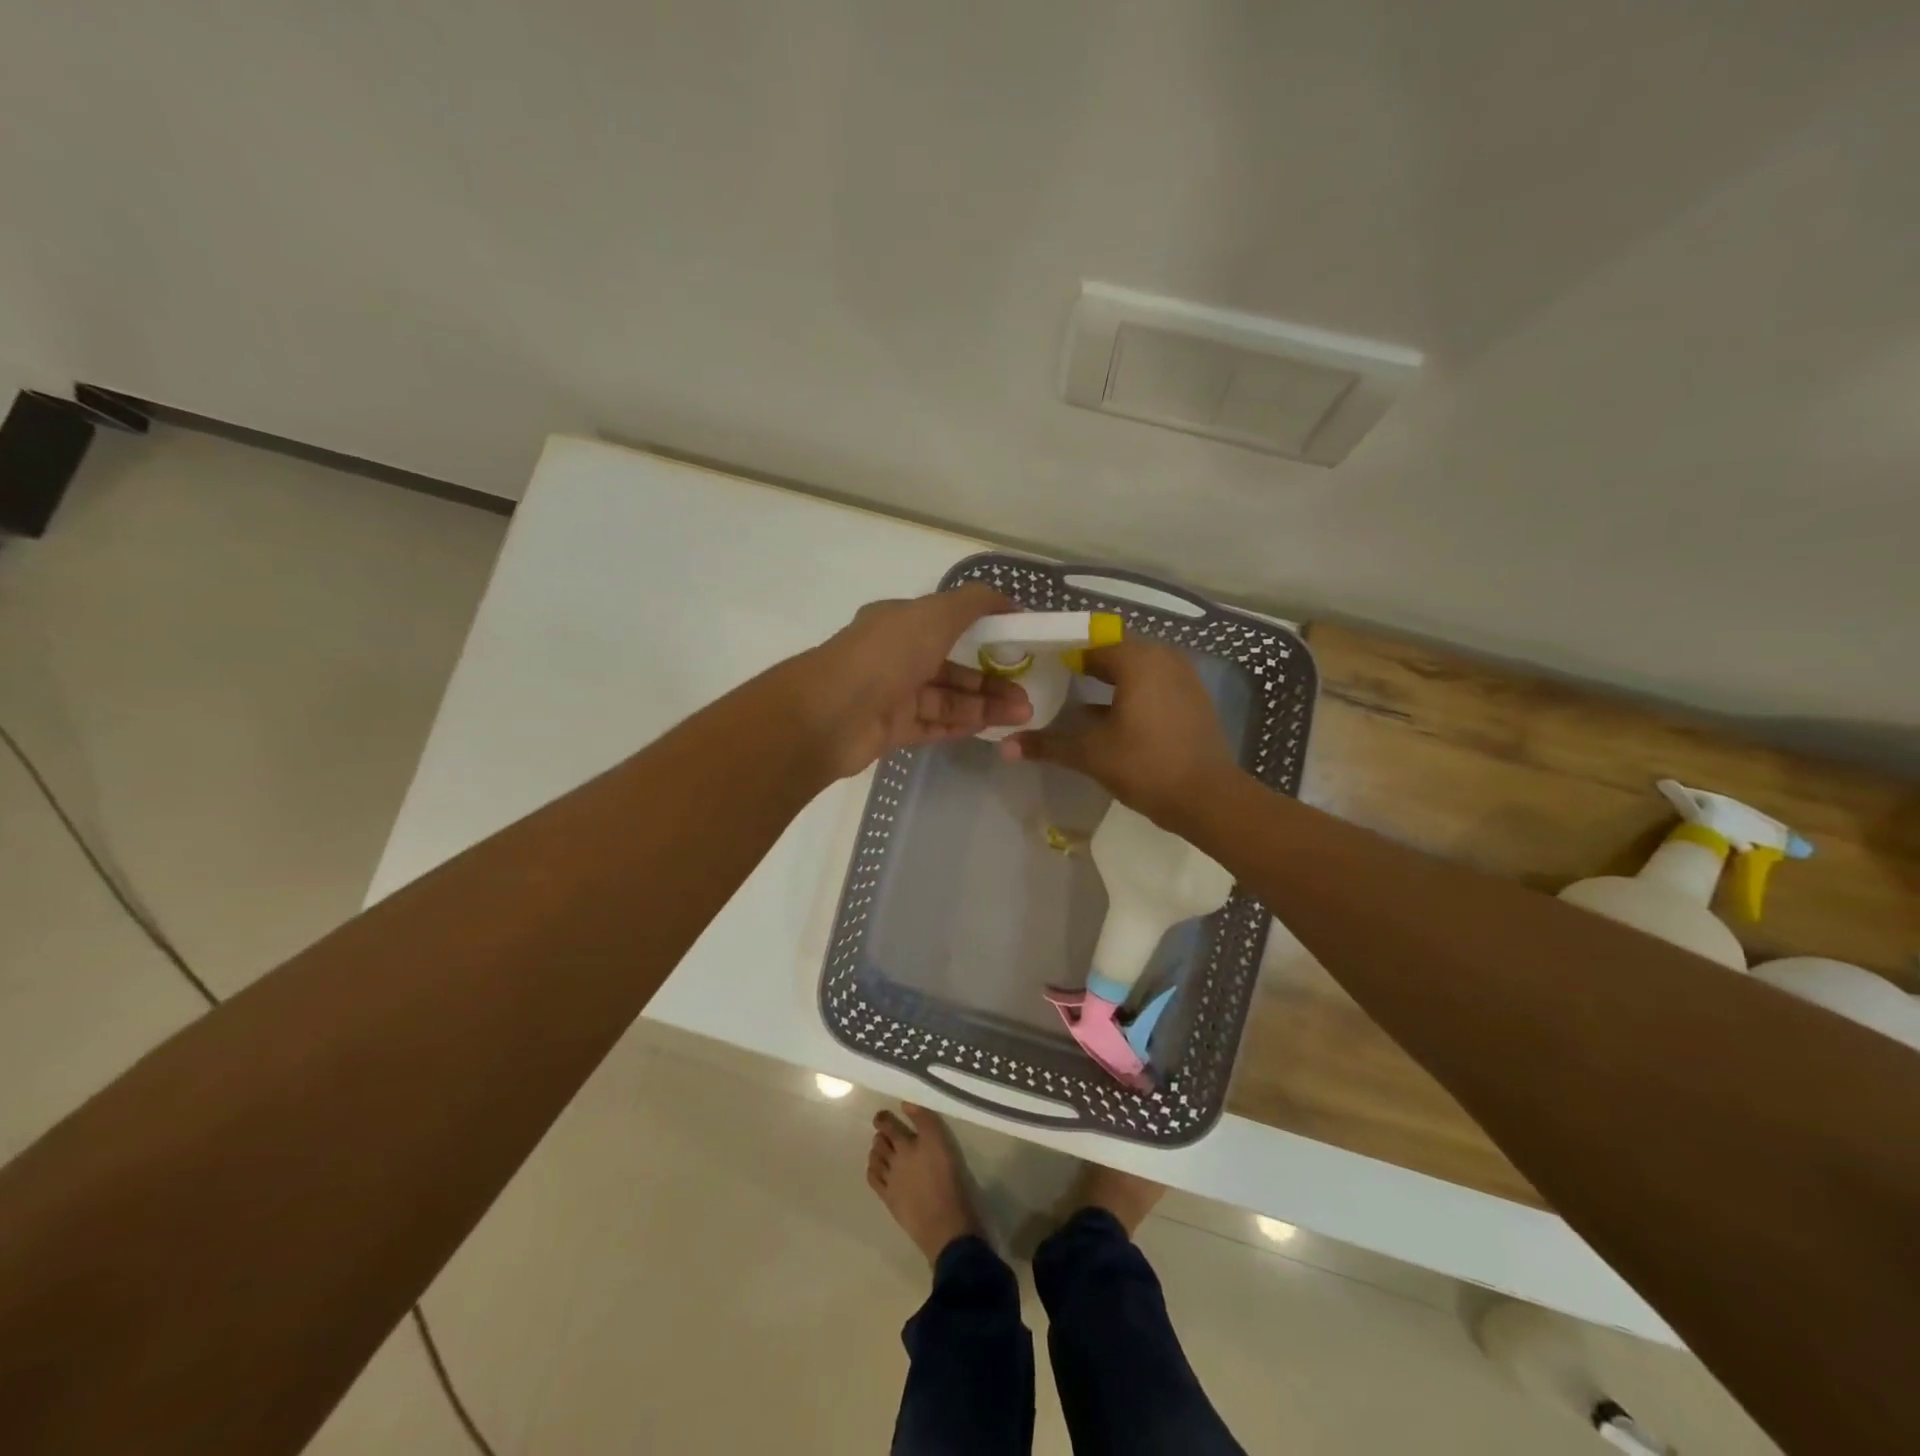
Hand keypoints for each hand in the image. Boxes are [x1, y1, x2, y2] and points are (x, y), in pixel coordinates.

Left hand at [799, 585, 1032, 777]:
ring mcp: (892, 695)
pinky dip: (961, 725)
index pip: (947, 622)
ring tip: (1023, 714)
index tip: (1018, 643)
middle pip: (952, 667)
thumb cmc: (885, 655)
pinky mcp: (890, 730)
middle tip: (1028, 693)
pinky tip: (991, 728)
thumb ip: (973, 603)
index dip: (984, 631)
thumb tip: (1007, 600)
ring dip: (985, 704)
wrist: (831, 714)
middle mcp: (895, 656)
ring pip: (947, 699)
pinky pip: (933, 725)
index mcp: (900, 622)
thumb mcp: (934, 614)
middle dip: (992, 678)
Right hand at [998, 640, 1236, 827]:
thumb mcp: (1091, 754)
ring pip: (1135, 668)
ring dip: (1107, 679)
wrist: (1209, 798)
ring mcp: (1183, 677)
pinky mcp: (1192, 698)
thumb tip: (1004, 747)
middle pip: (1114, 651)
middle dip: (1084, 664)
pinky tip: (1109, 716)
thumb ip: (1048, 745)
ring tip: (1075, 698)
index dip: (1062, 652)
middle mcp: (1164, 657)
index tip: (1038, 666)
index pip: (1091, 642)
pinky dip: (1130, 691)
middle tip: (1052, 681)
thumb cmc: (1146, 766)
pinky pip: (1153, 683)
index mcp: (1139, 659)